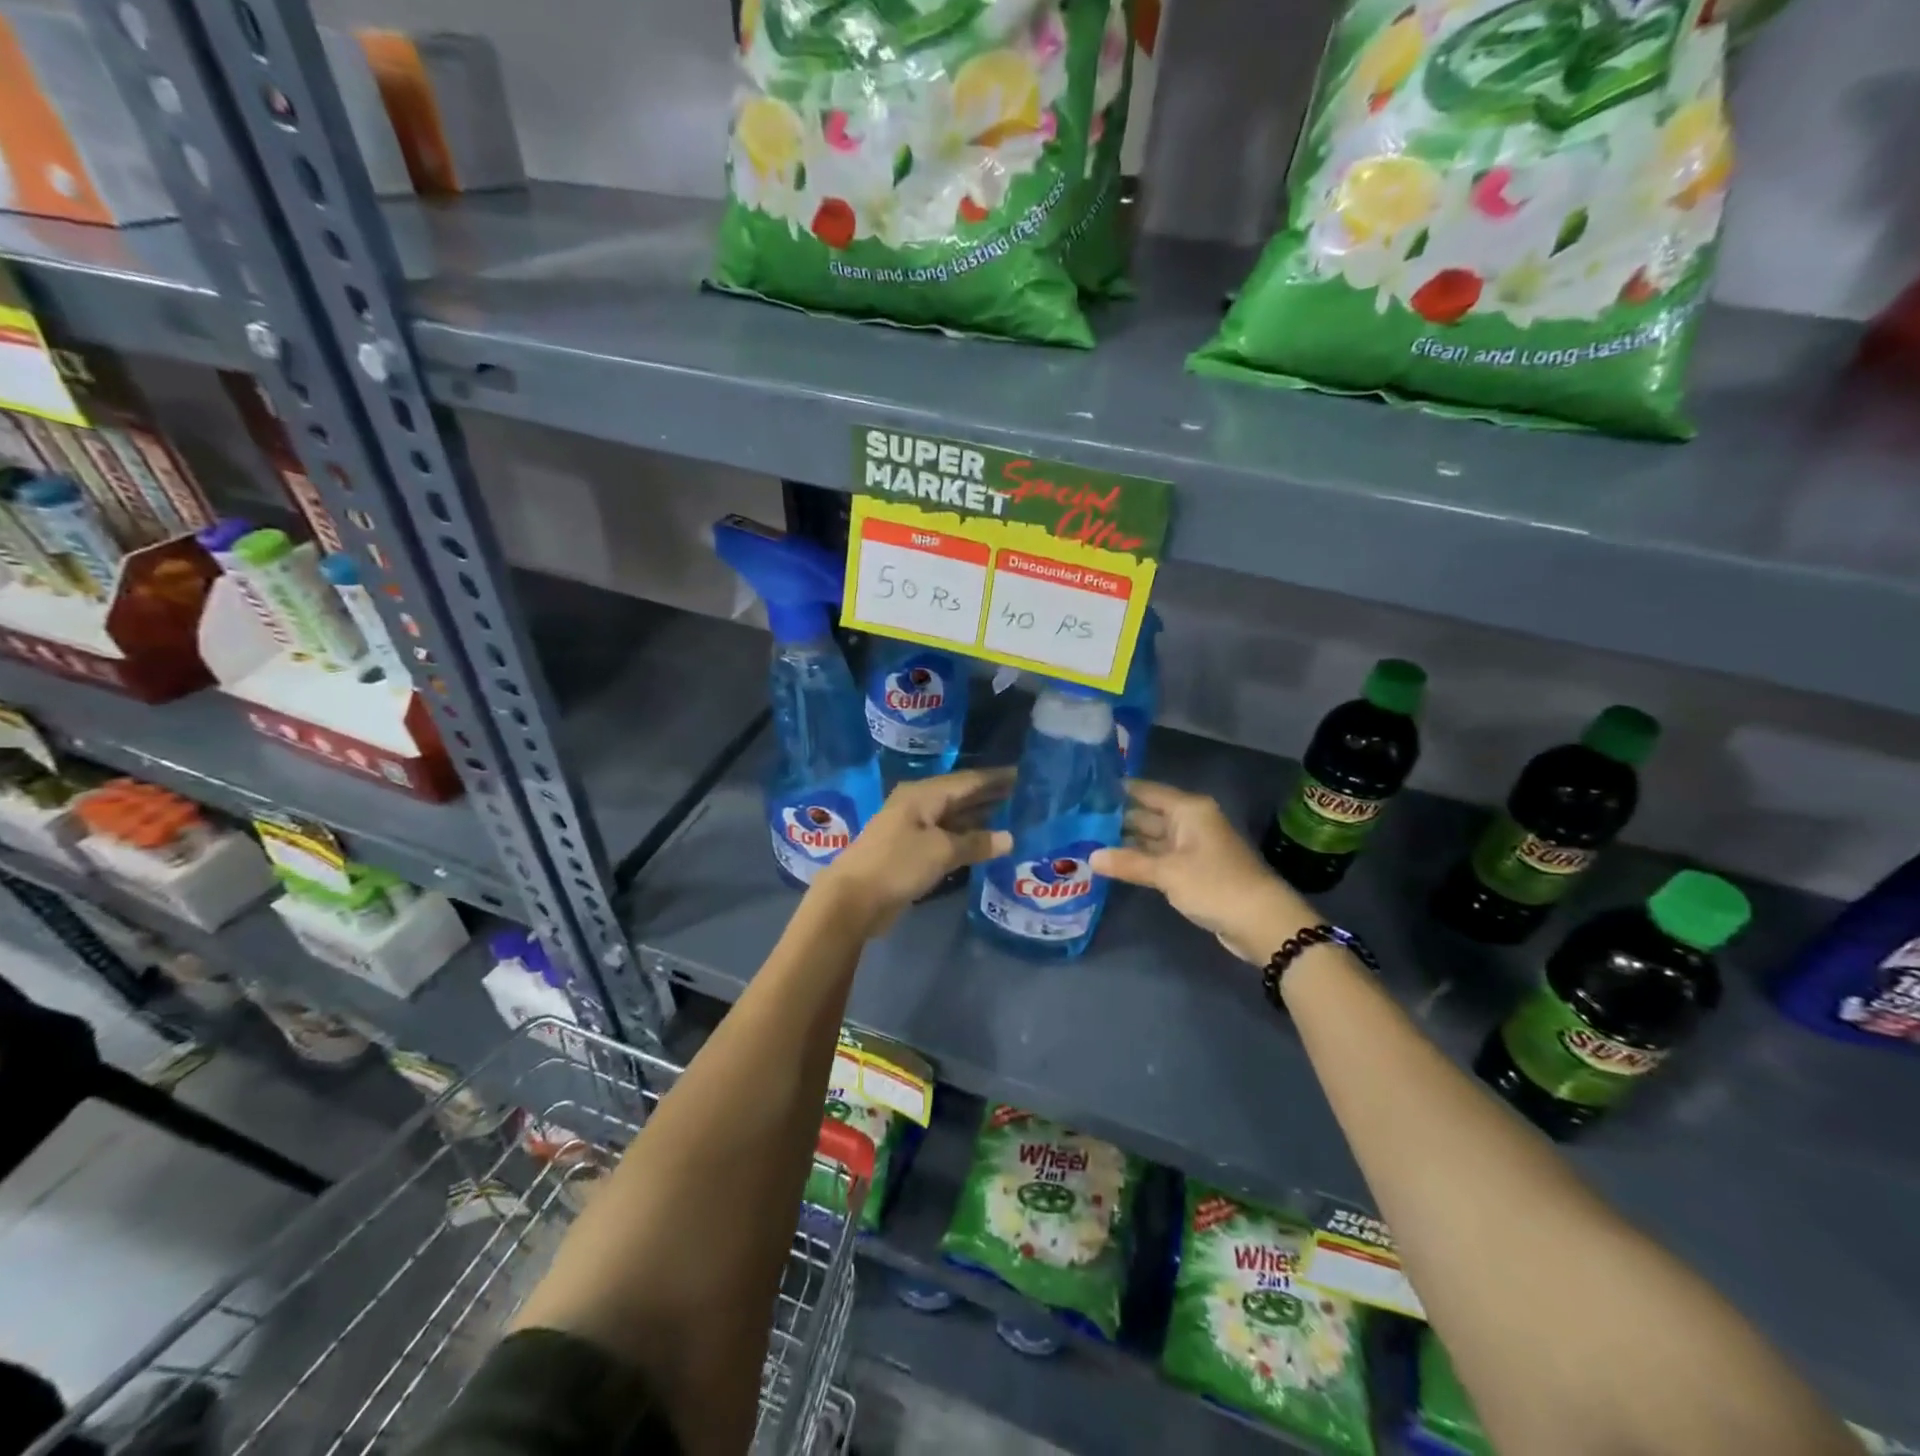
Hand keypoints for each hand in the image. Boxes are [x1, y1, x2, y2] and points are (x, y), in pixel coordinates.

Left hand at [817, 768, 1013, 932]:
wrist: (853, 899)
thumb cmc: (898, 864)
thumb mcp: (941, 851)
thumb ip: (976, 842)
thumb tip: (1008, 838)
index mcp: (922, 795)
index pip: (966, 780)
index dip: (994, 778)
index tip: (1022, 774)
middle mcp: (917, 805)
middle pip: (959, 796)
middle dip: (988, 795)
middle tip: (1022, 794)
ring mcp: (912, 829)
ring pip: (952, 818)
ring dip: (978, 818)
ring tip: (1010, 816)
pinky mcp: (910, 852)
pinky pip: (944, 838)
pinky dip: (965, 838)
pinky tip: (984, 843)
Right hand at [1090, 780, 1316, 964]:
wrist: (1261, 922)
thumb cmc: (1215, 885)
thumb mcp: (1167, 873)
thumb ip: (1128, 863)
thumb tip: (1090, 857)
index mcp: (1188, 810)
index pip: (1146, 791)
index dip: (1118, 790)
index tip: (1085, 791)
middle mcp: (1190, 822)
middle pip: (1147, 814)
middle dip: (1116, 819)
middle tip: (1077, 821)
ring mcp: (1192, 847)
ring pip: (1152, 838)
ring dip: (1125, 843)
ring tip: (1087, 842)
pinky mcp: (1194, 870)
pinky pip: (1160, 858)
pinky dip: (1140, 860)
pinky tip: (1114, 864)